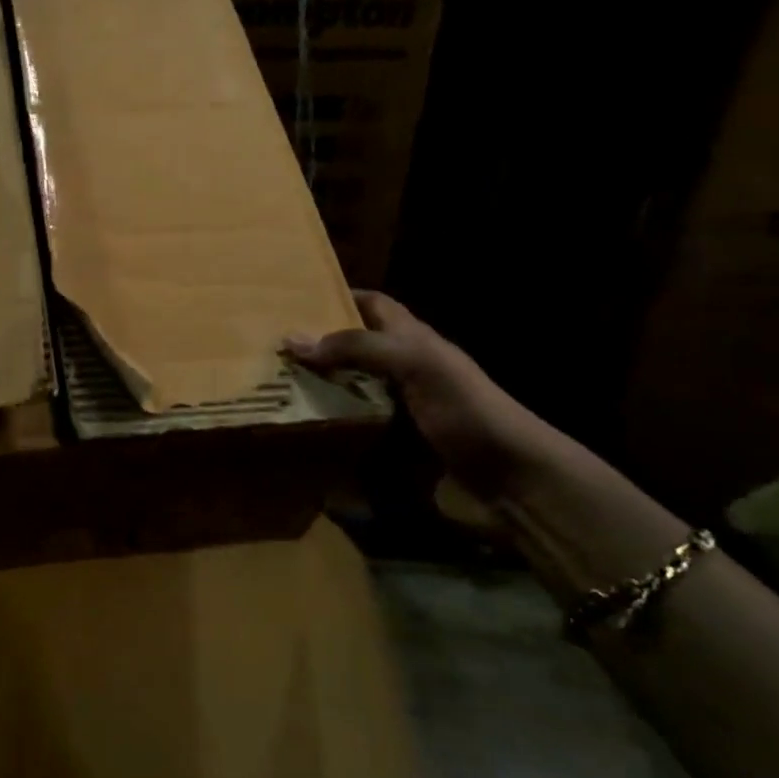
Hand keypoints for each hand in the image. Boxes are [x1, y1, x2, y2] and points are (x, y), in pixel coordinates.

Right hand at [285, 291, 544, 501]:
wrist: (511, 481)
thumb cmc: (466, 410)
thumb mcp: (416, 364)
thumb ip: (359, 348)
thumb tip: (294, 339)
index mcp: (411, 341)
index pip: (372, 305)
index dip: (338, 296)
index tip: (293, 300)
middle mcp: (401, 371)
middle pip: (352, 349)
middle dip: (315, 348)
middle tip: (268, 350)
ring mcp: (396, 411)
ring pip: (346, 391)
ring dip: (314, 391)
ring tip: (269, 389)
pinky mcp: (391, 448)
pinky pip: (350, 432)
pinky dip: (326, 430)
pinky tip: (297, 433)